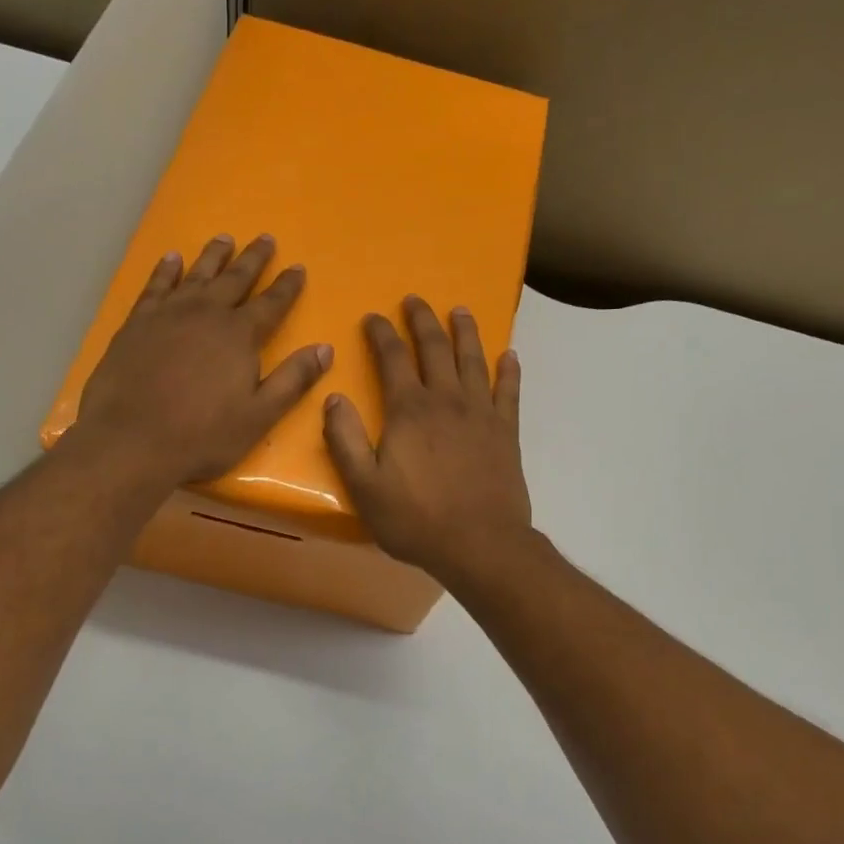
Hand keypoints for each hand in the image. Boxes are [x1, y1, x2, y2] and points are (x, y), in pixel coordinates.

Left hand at [74, 234, 332, 486]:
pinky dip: (166, 270)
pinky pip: (155, 286)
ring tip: (224, 238)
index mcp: (239, 336)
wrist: (131, 441)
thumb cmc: (203, 436)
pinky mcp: (136, 323)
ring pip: (196, 275)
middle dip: (253, 259)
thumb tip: (325, 349)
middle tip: (265, 238)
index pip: (271, 303)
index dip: (287, 286)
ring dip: (213, 256)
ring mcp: (168, 315)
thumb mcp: (259, 415)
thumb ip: (293, 380)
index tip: (298, 267)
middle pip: (235, 279)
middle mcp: (206, 314)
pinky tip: (172, 259)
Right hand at [323, 296, 533, 582]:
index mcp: (409, 410)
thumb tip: (333, 398)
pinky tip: (509, 355)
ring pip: (473, 360)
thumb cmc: (416, 520)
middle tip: (415, 300)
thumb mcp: (365, 487)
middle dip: (422, 320)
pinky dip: (509, 371)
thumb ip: (345, 440)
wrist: (480, 544)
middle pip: (434, 348)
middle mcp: (446, 400)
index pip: (392, 358)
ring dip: (465, 332)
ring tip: (459, 311)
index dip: (381, 334)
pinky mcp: (507, 432)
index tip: (373, 317)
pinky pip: (509, 391)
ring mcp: (481, 413)